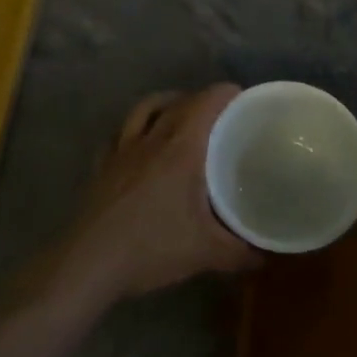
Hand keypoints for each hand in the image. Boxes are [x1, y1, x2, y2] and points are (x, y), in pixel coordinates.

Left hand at [54, 84, 258, 304]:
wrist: (89, 263)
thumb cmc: (151, 248)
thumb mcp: (206, 252)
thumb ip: (241, 252)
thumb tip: (266, 257)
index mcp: (180, 148)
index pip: (206, 102)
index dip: (226, 94)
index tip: (244, 100)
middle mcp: (150, 138)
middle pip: (178, 101)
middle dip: (202, 100)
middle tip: (222, 116)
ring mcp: (121, 150)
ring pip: (144, 109)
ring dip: (165, 104)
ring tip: (180, 116)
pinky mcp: (102, 166)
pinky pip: (120, 133)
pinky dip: (134, 129)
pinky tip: (140, 145)